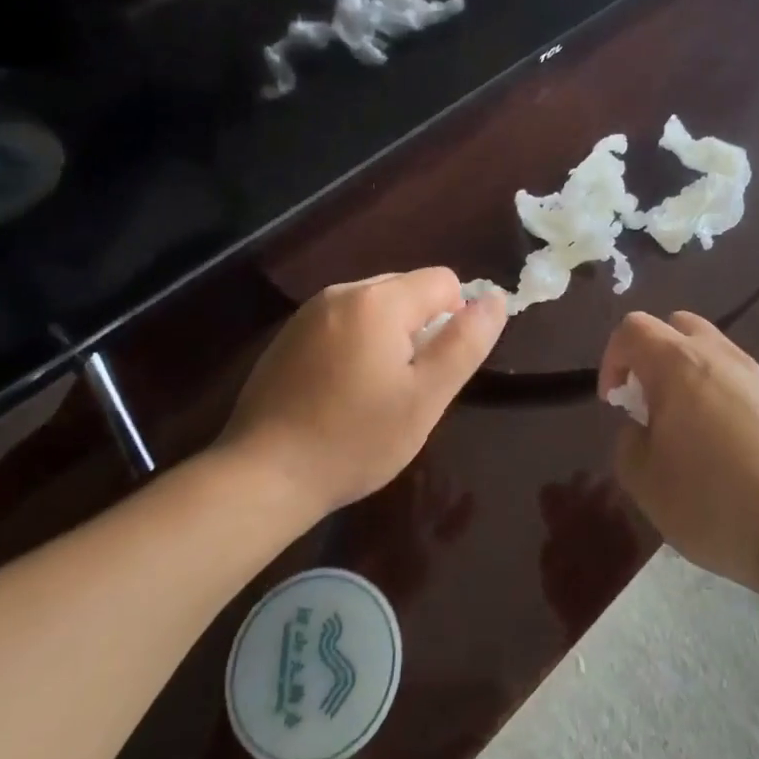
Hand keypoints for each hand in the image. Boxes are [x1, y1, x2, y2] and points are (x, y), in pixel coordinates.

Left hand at [221, 270, 507, 516]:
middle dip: (420, 328)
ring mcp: (310, 311)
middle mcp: (343, 291)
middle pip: (407, 289)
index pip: (443, 281)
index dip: (454, 321)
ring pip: (375, 306)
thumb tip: (496, 299)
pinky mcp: (289, 334)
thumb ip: (465, 343)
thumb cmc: (354, 439)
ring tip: (372, 392)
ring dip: (388, 337)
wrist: (262, 476)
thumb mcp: (425, 398)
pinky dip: (356, 344)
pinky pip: (343, 322)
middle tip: (406, 386)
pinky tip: (340, 392)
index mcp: (379, 300)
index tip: (435, 369)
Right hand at [601, 311, 758, 591]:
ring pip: (709, 349)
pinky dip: (718, 393)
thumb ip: (628, 444)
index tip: (616, 402)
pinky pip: (736, 377)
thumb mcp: (645, 483)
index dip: (613, 358)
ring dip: (687, 374)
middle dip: (652, 356)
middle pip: (675, 326)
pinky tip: (723, 444)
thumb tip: (641, 428)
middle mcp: (717, 354)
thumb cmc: (713, 502)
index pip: (633, 329)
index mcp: (677, 364)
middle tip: (649, 403)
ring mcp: (755, 373)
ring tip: (686, 427)